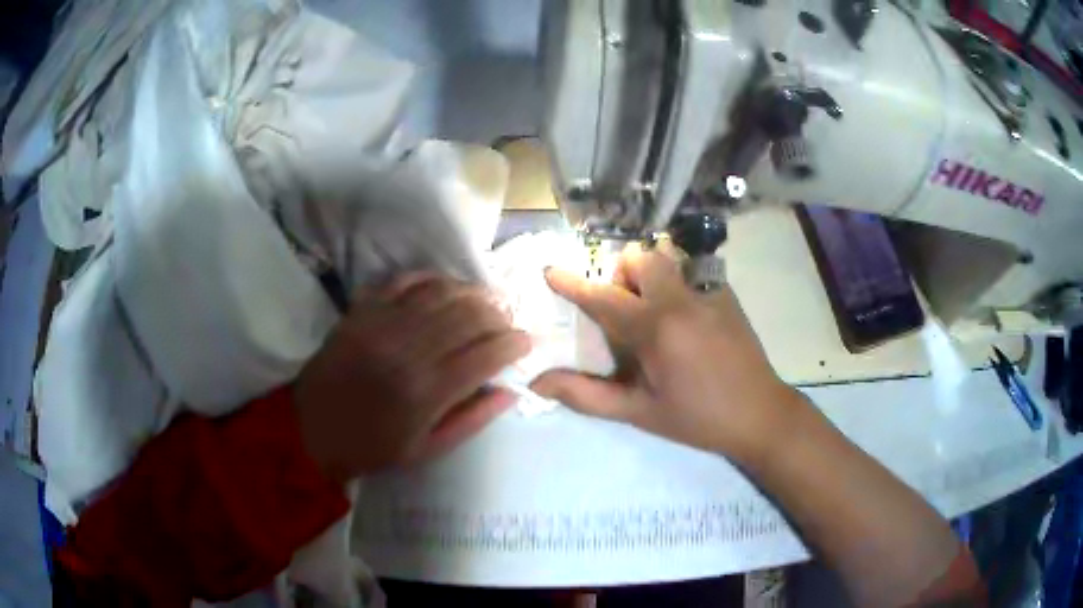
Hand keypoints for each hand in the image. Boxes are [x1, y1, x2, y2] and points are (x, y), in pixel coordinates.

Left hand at [294, 274, 530, 481]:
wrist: (310, 429)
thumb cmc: (372, 448)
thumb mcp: (427, 450)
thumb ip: (472, 419)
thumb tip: (510, 390)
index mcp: (426, 392)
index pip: (486, 354)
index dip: (514, 343)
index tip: (526, 342)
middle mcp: (408, 350)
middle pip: (468, 315)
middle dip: (498, 315)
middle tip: (508, 321)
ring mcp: (382, 324)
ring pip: (441, 292)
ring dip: (471, 292)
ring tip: (486, 301)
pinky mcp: (363, 310)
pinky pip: (405, 280)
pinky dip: (433, 279)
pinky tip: (446, 288)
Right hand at [530, 245, 803, 463]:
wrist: (760, 414)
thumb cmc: (696, 418)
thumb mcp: (639, 413)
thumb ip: (587, 395)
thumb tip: (538, 383)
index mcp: (656, 329)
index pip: (604, 297)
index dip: (572, 283)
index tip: (550, 271)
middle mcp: (682, 299)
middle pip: (639, 257)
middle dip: (621, 274)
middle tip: (622, 308)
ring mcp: (709, 291)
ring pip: (668, 257)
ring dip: (649, 272)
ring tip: (653, 309)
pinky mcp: (727, 293)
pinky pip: (692, 269)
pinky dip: (675, 281)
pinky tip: (684, 316)